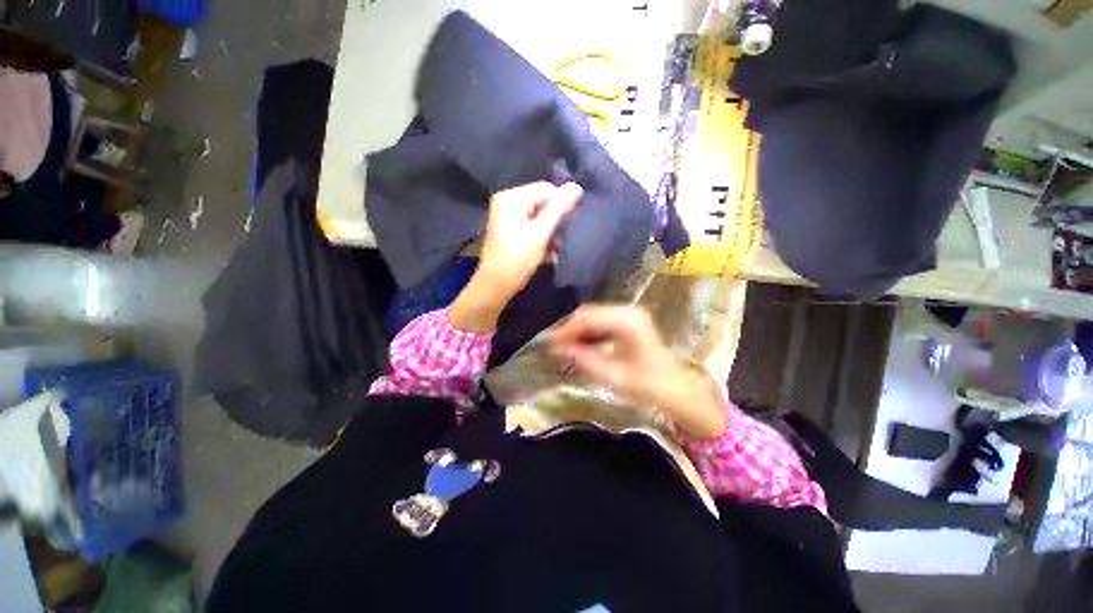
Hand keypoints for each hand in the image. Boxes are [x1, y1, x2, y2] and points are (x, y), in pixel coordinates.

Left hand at [450, 182, 581, 332]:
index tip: (567, 227)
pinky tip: (548, 253)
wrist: (494, 287)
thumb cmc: (517, 260)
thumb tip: (576, 186)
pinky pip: (532, 227)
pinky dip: (541, 238)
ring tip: (554, 249)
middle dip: (555, 221)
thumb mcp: (540, 234)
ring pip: (539, 217)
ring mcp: (507, 217)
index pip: (547, 189)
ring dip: (550, 232)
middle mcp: (507, 202)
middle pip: (542, 202)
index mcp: (511, 198)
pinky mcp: (510, 231)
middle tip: (560, 240)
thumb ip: (559, 210)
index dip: (560, 206)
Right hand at [551, 305, 726, 438]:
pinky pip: (603, 321)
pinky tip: (582, 345)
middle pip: (590, 313)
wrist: (674, 388)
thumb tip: (558, 348)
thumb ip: (584, 359)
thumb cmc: (646, 384)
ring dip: (580, 331)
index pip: (588, 317)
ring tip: (566, 347)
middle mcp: (628, 311)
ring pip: (595, 316)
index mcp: (627, 321)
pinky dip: (590, 332)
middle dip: (572, 328)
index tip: (551, 342)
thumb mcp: (612, 375)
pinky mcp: (629, 321)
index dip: (567, 328)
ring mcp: (630, 314)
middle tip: (556, 346)